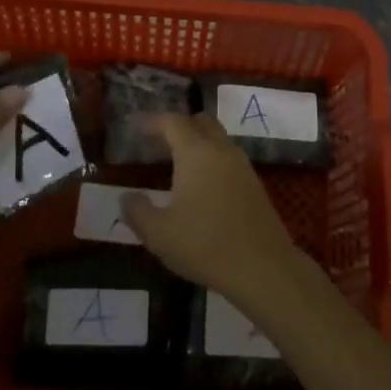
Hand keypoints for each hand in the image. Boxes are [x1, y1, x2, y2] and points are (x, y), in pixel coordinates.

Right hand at [121, 113, 304, 312]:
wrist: (264, 267)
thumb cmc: (206, 245)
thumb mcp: (159, 234)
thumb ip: (137, 211)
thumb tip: (127, 197)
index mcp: (196, 153)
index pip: (172, 122)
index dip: (152, 122)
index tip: (135, 129)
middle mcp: (221, 150)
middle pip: (199, 122)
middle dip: (177, 126)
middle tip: (156, 144)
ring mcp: (242, 165)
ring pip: (217, 139)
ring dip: (196, 142)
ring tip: (176, 165)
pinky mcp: (254, 183)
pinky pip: (228, 158)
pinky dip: (211, 160)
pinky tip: (200, 186)